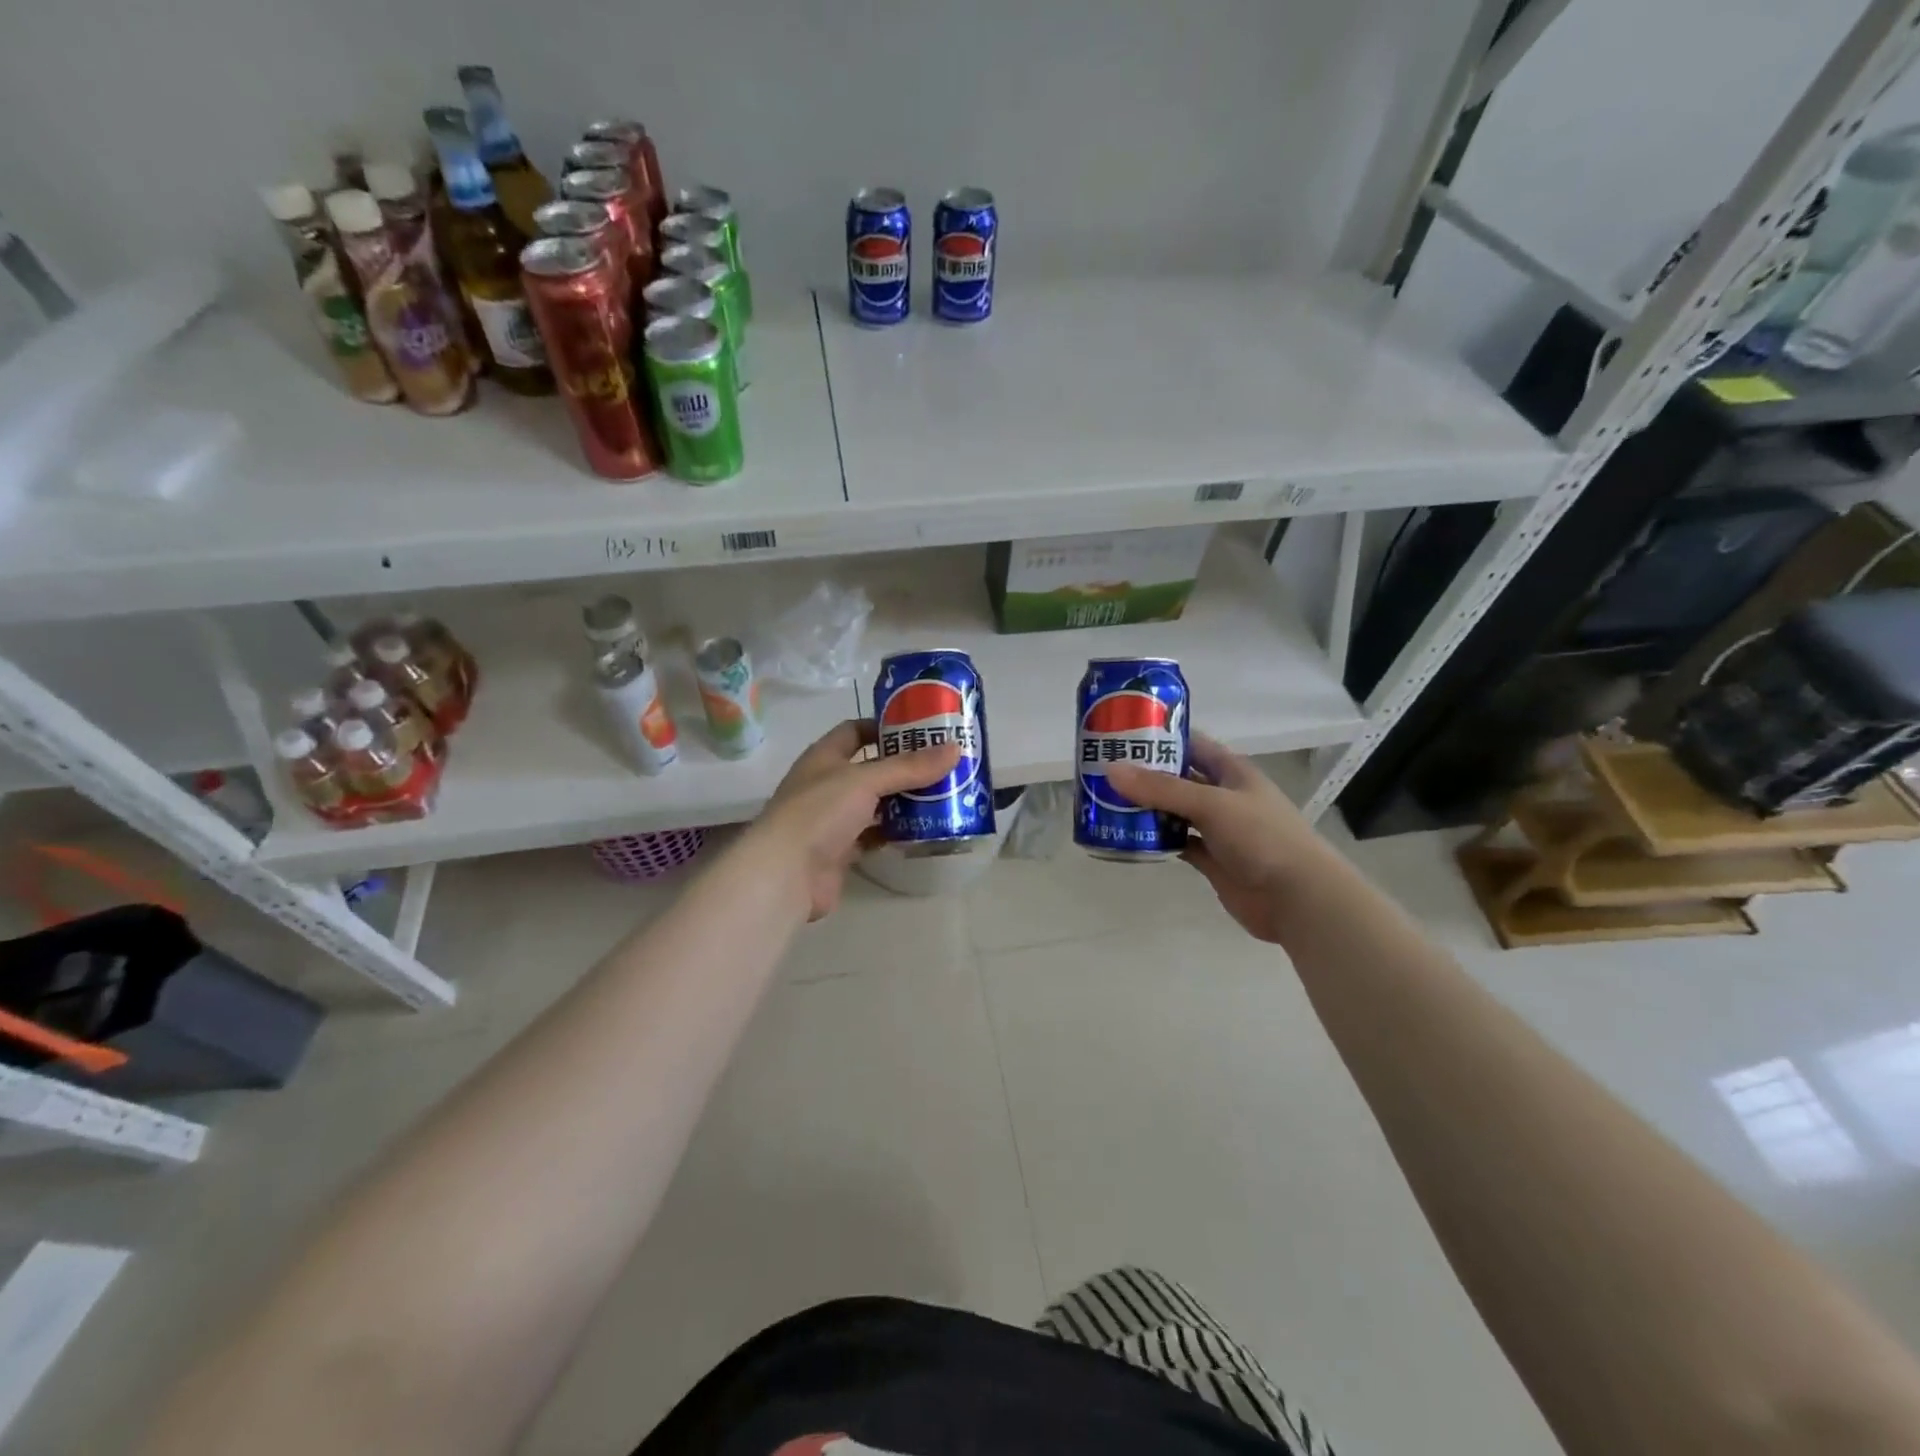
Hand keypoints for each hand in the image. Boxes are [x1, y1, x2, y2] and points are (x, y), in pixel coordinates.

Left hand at [748, 719, 960, 921]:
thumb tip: (955, 749)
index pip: (855, 731)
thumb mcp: (866, 780)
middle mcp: (827, 784)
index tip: (921, 729)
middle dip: (904, 767)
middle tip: (943, 765)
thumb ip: (909, 767)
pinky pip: (873, 835)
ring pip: (874, 804)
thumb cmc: (820, 812)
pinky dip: (894, 832)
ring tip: (942, 795)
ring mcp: (832, 819)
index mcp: (824, 757)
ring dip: (903, 801)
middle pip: (870, 769)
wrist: (786, 874)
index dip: (885, 727)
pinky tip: (923, 830)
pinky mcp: (840, 851)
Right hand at [1105, 733, 1331, 944]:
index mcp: (1231, 771)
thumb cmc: (1262, 838)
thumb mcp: (1211, 804)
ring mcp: (1218, 829)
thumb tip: (1111, 770)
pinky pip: (1177, 842)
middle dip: (1145, 774)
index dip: (1160, 736)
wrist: (1298, 898)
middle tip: (1102, 770)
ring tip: (1106, 801)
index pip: (1191, 744)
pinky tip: (1128, 836)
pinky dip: (1156, 839)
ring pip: (1175, 811)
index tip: (1121, 732)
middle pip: (1178, 778)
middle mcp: (1224, 795)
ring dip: (1147, 808)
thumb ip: (1162, 789)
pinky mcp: (1211, 859)